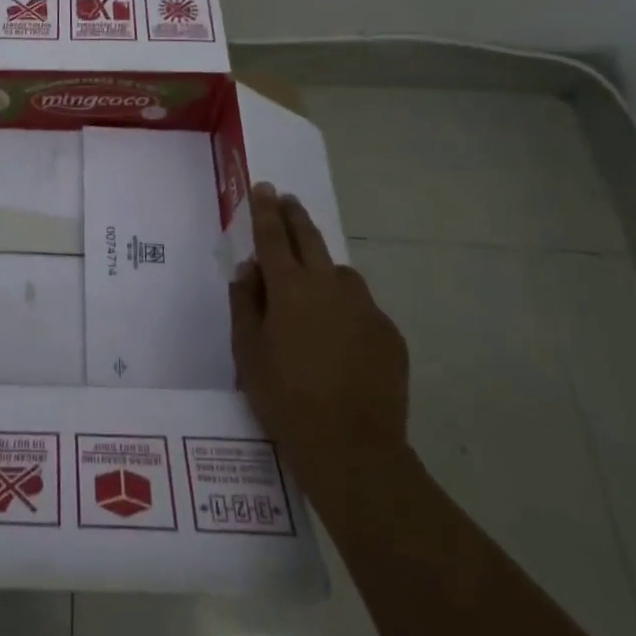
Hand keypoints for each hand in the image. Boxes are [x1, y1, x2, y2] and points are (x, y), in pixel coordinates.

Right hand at [230, 184, 410, 482]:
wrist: (352, 448)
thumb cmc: (285, 398)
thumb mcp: (247, 351)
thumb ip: (246, 303)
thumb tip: (250, 271)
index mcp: (290, 288)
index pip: (273, 236)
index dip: (265, 210)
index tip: (264, 187)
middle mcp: (330, 286)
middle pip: (310, 239)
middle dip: (295, 216)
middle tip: (287, 200)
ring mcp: (365, 308)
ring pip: (341, 274)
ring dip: (324, 269)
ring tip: (313, 290)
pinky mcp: (389, 333)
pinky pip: (362, 308)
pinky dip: (347, 309)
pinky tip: (340, 339)